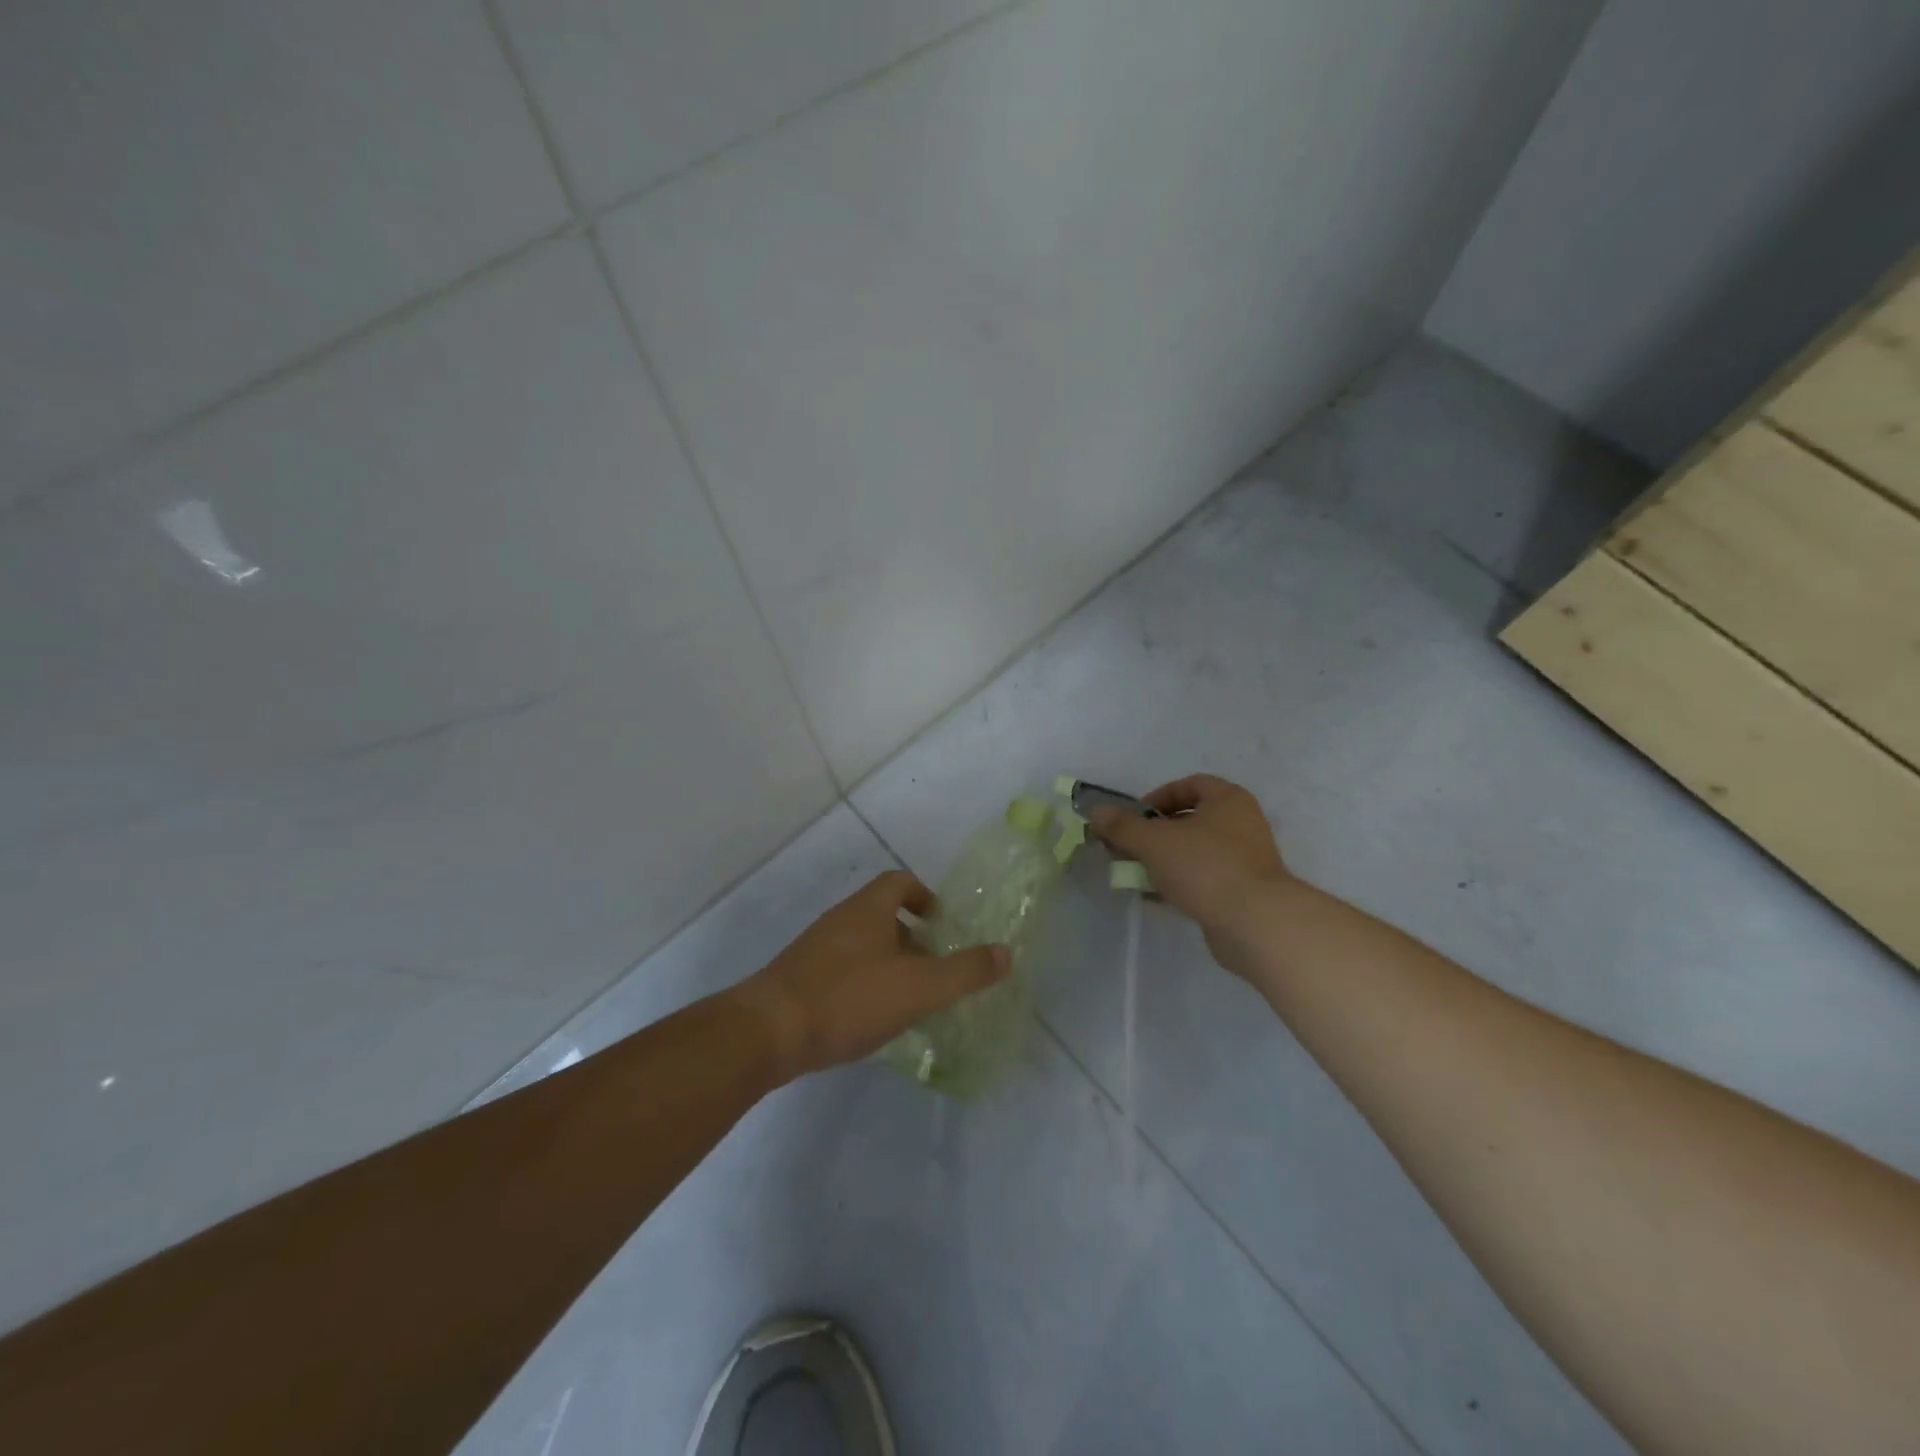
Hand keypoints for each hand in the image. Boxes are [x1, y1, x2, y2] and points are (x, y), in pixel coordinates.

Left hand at [733, 871, 1010, 1081]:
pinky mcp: (801, 980)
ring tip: (913, 998)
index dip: (926, 896)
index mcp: (868, 909)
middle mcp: (841, 920)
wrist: (769, 1032)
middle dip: (914, 937)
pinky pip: (844, 971)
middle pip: (883, 914)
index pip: (900, 882)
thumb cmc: (849, 998)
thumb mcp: (919, 987)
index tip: (945, 925)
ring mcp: (817, 950)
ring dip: (890, 963)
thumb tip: (1006, 953)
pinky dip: (866, 985)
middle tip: (937, 968)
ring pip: (863, 946)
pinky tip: (875, 1019)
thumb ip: (965, 971)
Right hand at [1088, 774, 1291, 956]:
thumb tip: (1096, 812)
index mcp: (1228, 800)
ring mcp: (1245, 860)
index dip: (1158, 797)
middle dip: (1153, 834)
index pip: (1189, 785)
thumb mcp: (1153, 842)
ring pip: (1194, 852)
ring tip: (1134, 874)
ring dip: (1162, 861)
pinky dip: (1178, 884)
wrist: (1255, 923)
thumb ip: (1122, 826)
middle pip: (1189, 820)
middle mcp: (1242, 824)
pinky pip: (1203, 879)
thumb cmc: (1204, 867)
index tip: (1135, 818)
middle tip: (1127, 848)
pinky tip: (1154, 897)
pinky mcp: (1242, 892)